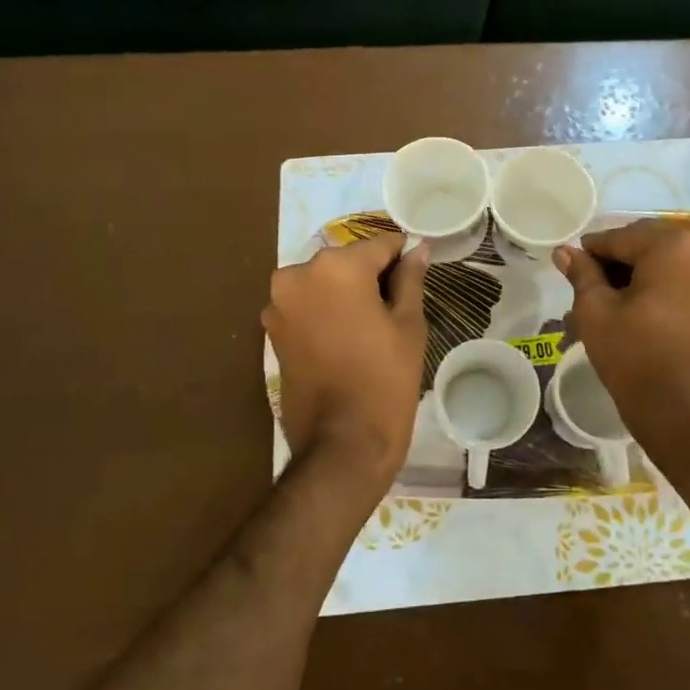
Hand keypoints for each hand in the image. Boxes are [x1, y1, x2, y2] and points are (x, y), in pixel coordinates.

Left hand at [263, 232, 429, 495]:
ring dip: (347, 294)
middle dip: (371, 276)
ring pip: (325, 282)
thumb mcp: (408, 324)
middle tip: (395, 309)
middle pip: (348, 261)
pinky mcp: (271, 329)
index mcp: (336, 267)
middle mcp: (299, 274)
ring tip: (371, 328)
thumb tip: (418, 248)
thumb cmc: (385, 379)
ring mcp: (279, 302)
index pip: (380, 245)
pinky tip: (347, 339)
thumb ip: (409, 278)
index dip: (403, 258)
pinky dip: (327, 311)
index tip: (416, 276)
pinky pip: (308, 305)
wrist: (341, 444)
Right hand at [554, 220, 689, 472]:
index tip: (572, 269)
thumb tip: (564, 251)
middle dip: (619, 263)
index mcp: (674, 244)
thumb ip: (582, 274)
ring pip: (670, 260)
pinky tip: (645, 309)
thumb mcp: (596, 313)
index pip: (620, 237)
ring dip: (642, 274)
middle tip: (592, 289)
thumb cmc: (636, 359)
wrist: (689, 418)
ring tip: (615, 302)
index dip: (591, 254)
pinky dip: (667, 286)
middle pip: (648, 244)